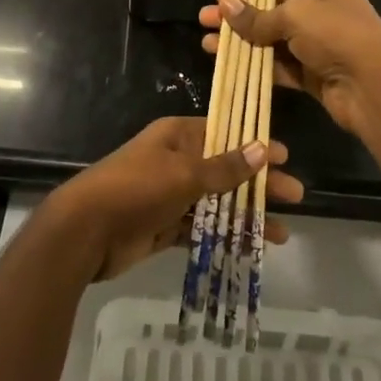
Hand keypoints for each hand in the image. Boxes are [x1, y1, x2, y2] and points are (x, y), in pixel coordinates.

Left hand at [44, 117, 299, 280]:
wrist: (85, 231)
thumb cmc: (137, 189)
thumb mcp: (184, 174)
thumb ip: (225, 167)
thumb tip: (262, 149)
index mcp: (177, 137)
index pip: (225, 134)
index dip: (254, 144)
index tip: (284, 157)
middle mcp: (175, 161)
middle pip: (225, 170)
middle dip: (258, 184)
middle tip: (295, 196)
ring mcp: (169, 195)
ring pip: (216, 202)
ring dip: (245, 215)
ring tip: (281, 233)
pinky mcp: (163, 226)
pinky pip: (201, 228)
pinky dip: (223, 235)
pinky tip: (249, 247)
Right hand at [201, 0, 380, 137]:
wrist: (374, 88)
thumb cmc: (336, 36)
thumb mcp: (293, 17)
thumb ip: (256, 15)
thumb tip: (223, 2)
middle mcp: (322, 14)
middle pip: (271, 13)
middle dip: (238, 19)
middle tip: (203, 21)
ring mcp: (318, 46)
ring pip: (272, 42)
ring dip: (242, 44)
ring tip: (207, 45)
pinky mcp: (313, 75)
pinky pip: (280, 67)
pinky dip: (256, 66)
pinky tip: (229, 66)